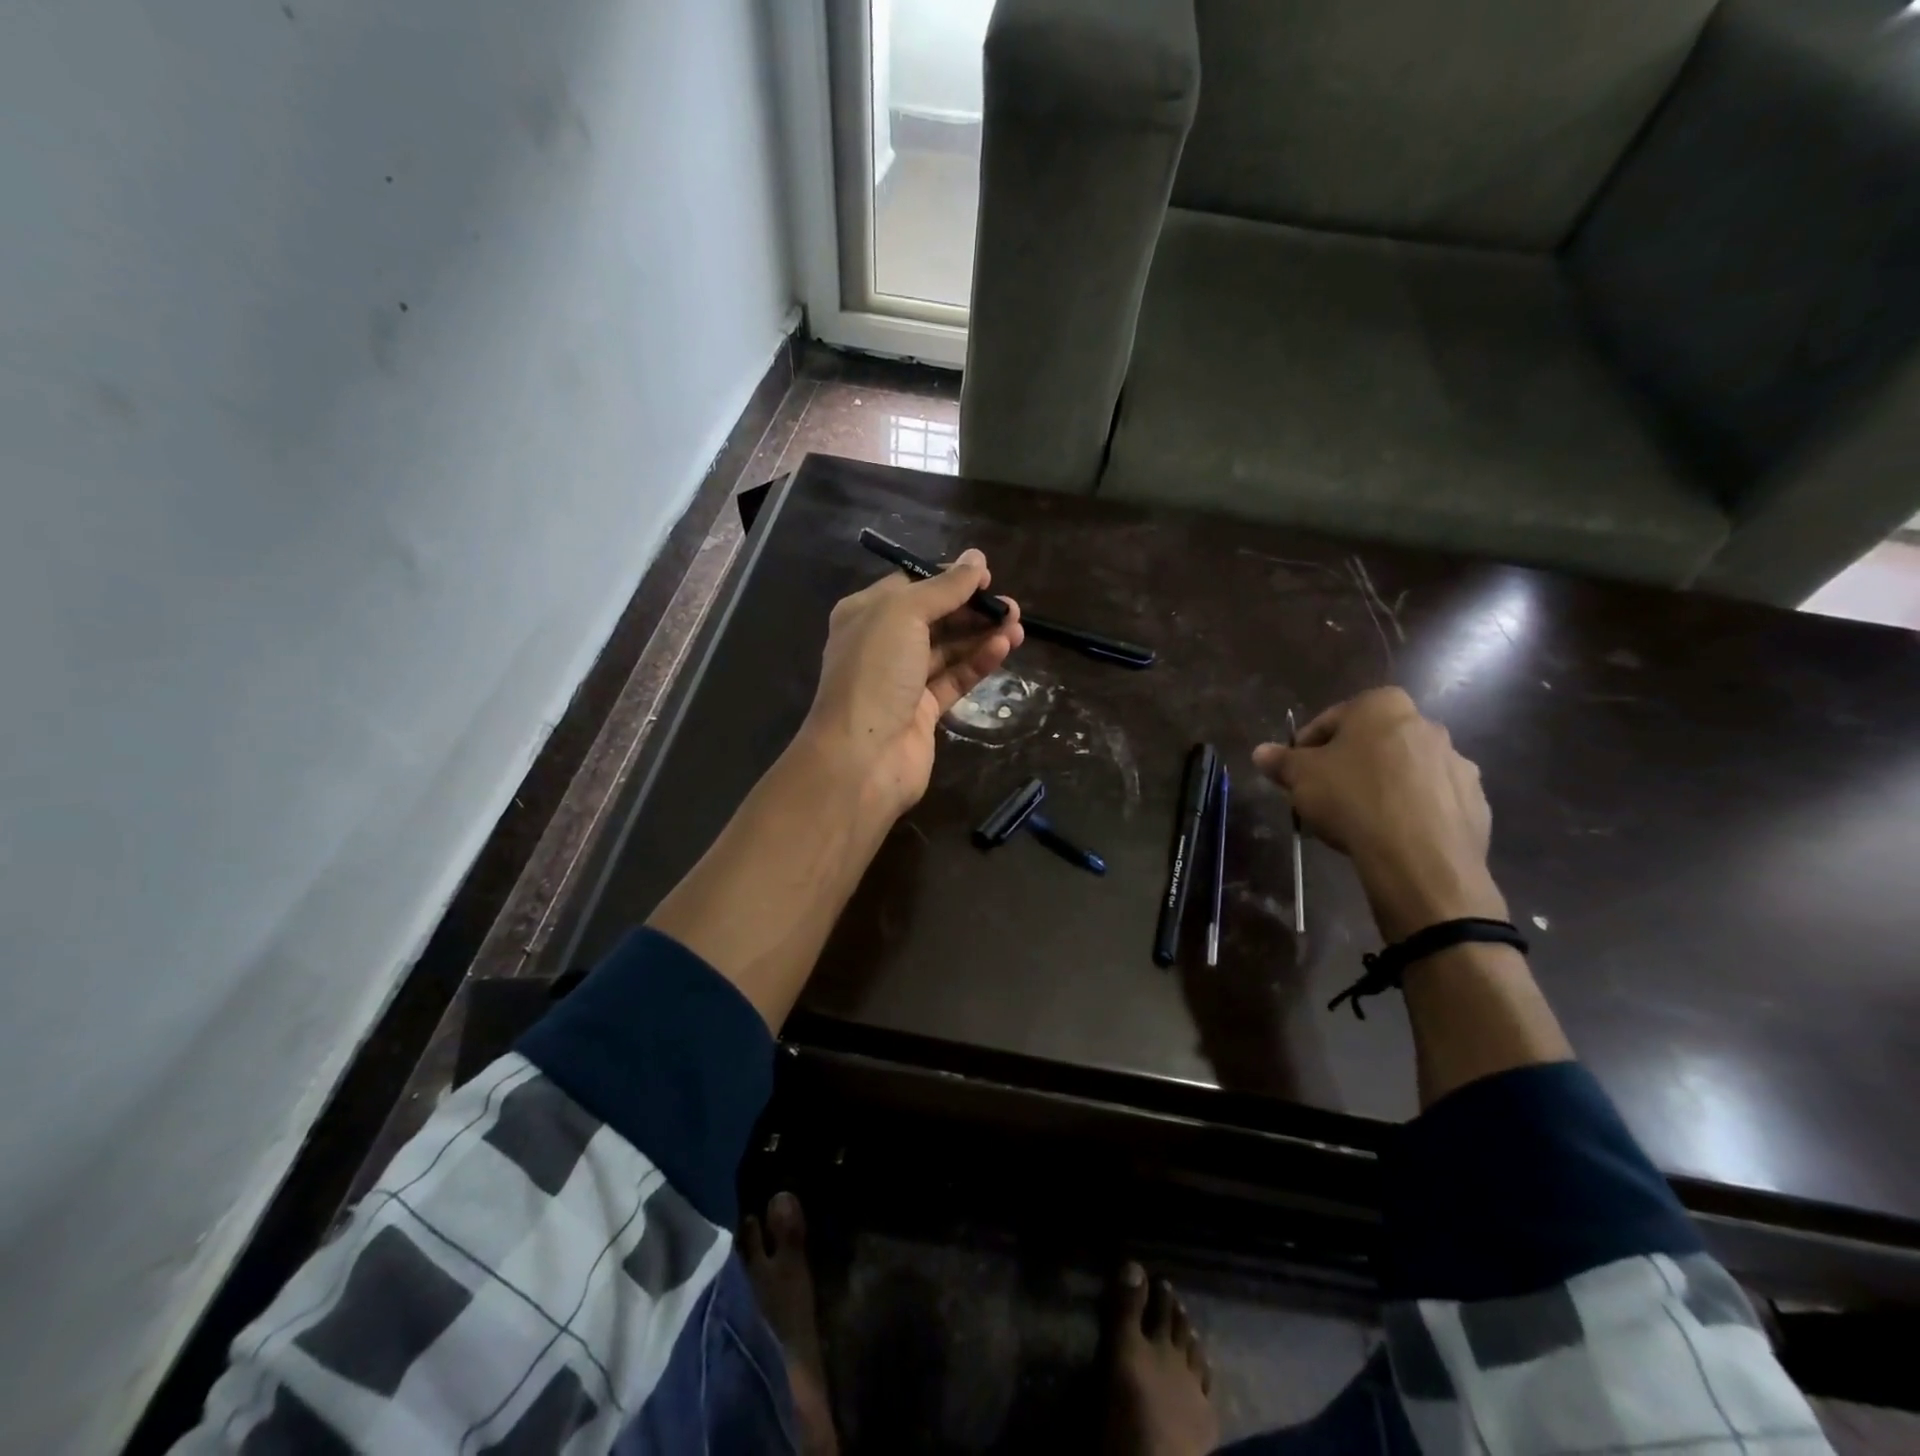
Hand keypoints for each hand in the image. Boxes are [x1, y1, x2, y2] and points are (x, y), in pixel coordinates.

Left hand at [799, 548, 1023, 817]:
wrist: (862, 757)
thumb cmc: (875, 673)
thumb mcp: (904, 614)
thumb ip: (943, 587)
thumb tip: (976, 558)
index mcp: (866, 614)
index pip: (912, 586)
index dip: (948, 579)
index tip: (986, 577)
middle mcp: (882, 644)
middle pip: (934, 618)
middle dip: (972, 609)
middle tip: (1011, 607)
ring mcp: (902, 680)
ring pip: (948, 649)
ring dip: (981, 635)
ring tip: (1018, 625)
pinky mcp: (923, 711)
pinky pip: (954, 679)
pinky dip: (978, 663)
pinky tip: (1004, 648)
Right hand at [1252, 687, 1504, 940]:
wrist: (1420, 857)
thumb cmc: (1353, 799)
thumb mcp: (1300, 777)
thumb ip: (1281, 761)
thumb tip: (1261, 752)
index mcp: (1383, 706)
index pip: (1332, 719)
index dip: (1307, 747)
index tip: (1296, 774)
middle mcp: (1426, 725)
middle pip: (1372, 744)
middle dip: (1347, 766)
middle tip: (1323, 796)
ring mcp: (1457, 764)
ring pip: (1404, 772)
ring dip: (1381, 788)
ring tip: (1357, 821)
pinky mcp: (1475, 802)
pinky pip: (1430, 801)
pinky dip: (1410, 812)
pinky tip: (1389, 836)